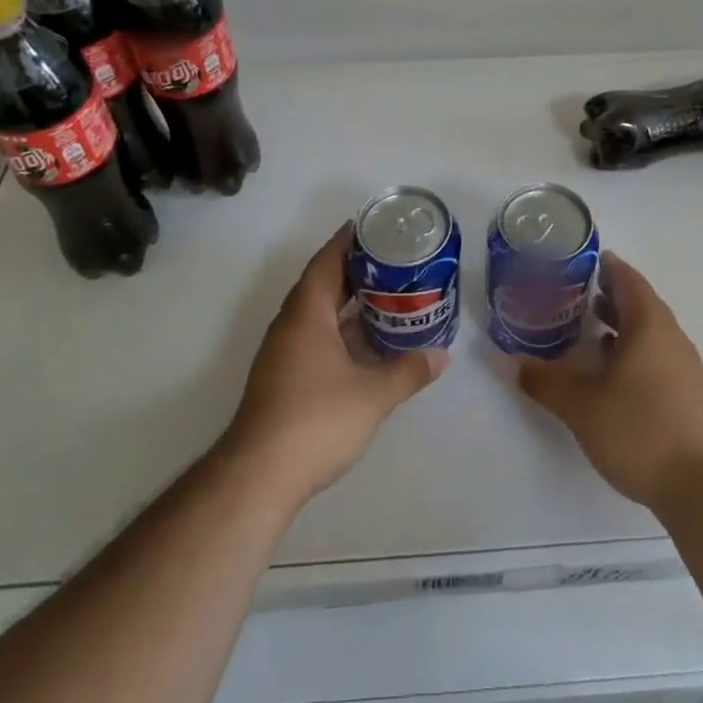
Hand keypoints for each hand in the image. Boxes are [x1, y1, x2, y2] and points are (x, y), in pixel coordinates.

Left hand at [220, 223, 448, 505]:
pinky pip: (313, 335)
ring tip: (384, 293)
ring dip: (346, 301)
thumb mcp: (372, 395)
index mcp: (306, 314)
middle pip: (320, 283)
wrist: (259, 475)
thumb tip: (442, 356)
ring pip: (316, 312)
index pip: (326, 262)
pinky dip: (338, 328)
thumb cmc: (316, 420)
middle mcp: (290, 325)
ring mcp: (282, 352)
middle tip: (391, 260)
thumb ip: (408, 371)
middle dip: (353, 269)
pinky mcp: (282, 377)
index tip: (372, 227)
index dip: (346, 241)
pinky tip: (363, 341)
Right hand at [518, 254, 702, 512]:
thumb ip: (544, 381)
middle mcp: (671, 337)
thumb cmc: (639, 430)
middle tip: (574, 295)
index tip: (579, 262)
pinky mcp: (689, 394)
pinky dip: (633, 350)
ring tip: (589, 331)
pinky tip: (613, 373)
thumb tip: (510, 363)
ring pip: (649, 331)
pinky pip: (657, 355)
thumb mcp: (580, 406)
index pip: (627, 278)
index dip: (605, 266)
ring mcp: (685, 366)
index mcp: (648, 325)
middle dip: (608, 295)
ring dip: (621, 325)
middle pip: (640, 302)